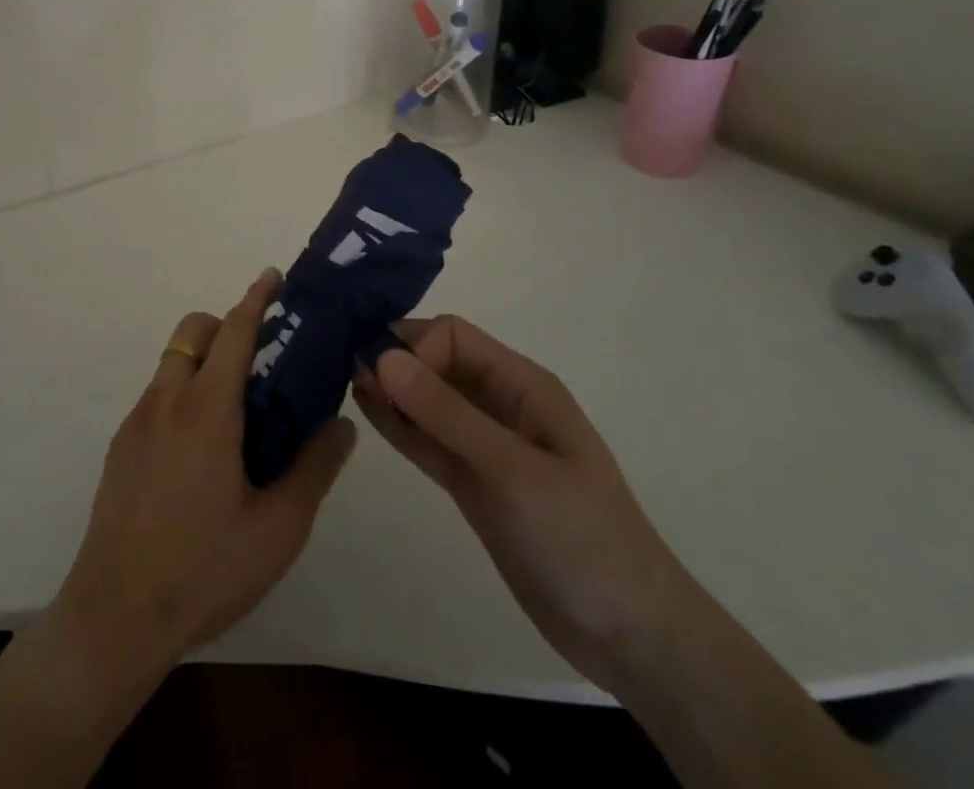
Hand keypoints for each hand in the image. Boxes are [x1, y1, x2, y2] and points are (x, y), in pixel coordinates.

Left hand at [52, 268, 357, 677]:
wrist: (114, 617)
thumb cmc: (204, 570)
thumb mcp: (278, 528)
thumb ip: (314, 468)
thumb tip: (341, 424)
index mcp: (207, 409)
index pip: (234, 331)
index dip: (256, 298)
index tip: (273, 276)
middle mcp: (166, 401)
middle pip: (194, 332)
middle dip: (226, 326)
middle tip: (262, 360)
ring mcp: (136, 422)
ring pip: (172, 364)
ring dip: (204, 362)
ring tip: (237, 414)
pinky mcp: (119, 447)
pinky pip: (157, 397)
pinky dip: (183, 394)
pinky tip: (202, 453)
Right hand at [353, 316, 700, 694]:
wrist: (630, 635)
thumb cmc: (579, 536)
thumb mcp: (510, 468)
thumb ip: (445, 413)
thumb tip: (383, 356)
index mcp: (522, 385)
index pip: (454, 337)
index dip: (415, 347)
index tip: (381, 375)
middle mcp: (501, 405)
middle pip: (437, 362)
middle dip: (395, 360)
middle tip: (343, 369)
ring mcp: (485, 445)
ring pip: (428, 401)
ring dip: (391, 389)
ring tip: (343, 381)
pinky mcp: (473, 482)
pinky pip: (428, 441)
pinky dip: (399, 425)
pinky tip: (365, 409)